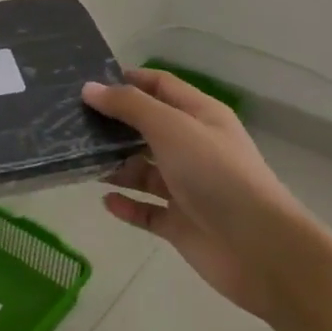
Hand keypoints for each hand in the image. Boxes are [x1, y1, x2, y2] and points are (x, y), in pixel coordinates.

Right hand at [83, 69, 307, 319]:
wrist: (260, 249)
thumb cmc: (216, 174)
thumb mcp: (171, 127)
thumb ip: (129, 106)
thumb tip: (89, 88)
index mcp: (200, 116)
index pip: (160, 86)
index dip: (128, 80)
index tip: (89, 82)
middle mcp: (193, 147)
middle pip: (147, 128)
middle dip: (113, 124)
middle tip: (71, 122)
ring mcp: (187, 187)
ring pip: (142, 169)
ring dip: (115, 165)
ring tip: (80, 161)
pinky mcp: (180, 223)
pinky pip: (146, 209)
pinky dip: (126, 204)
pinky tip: (105, 200)